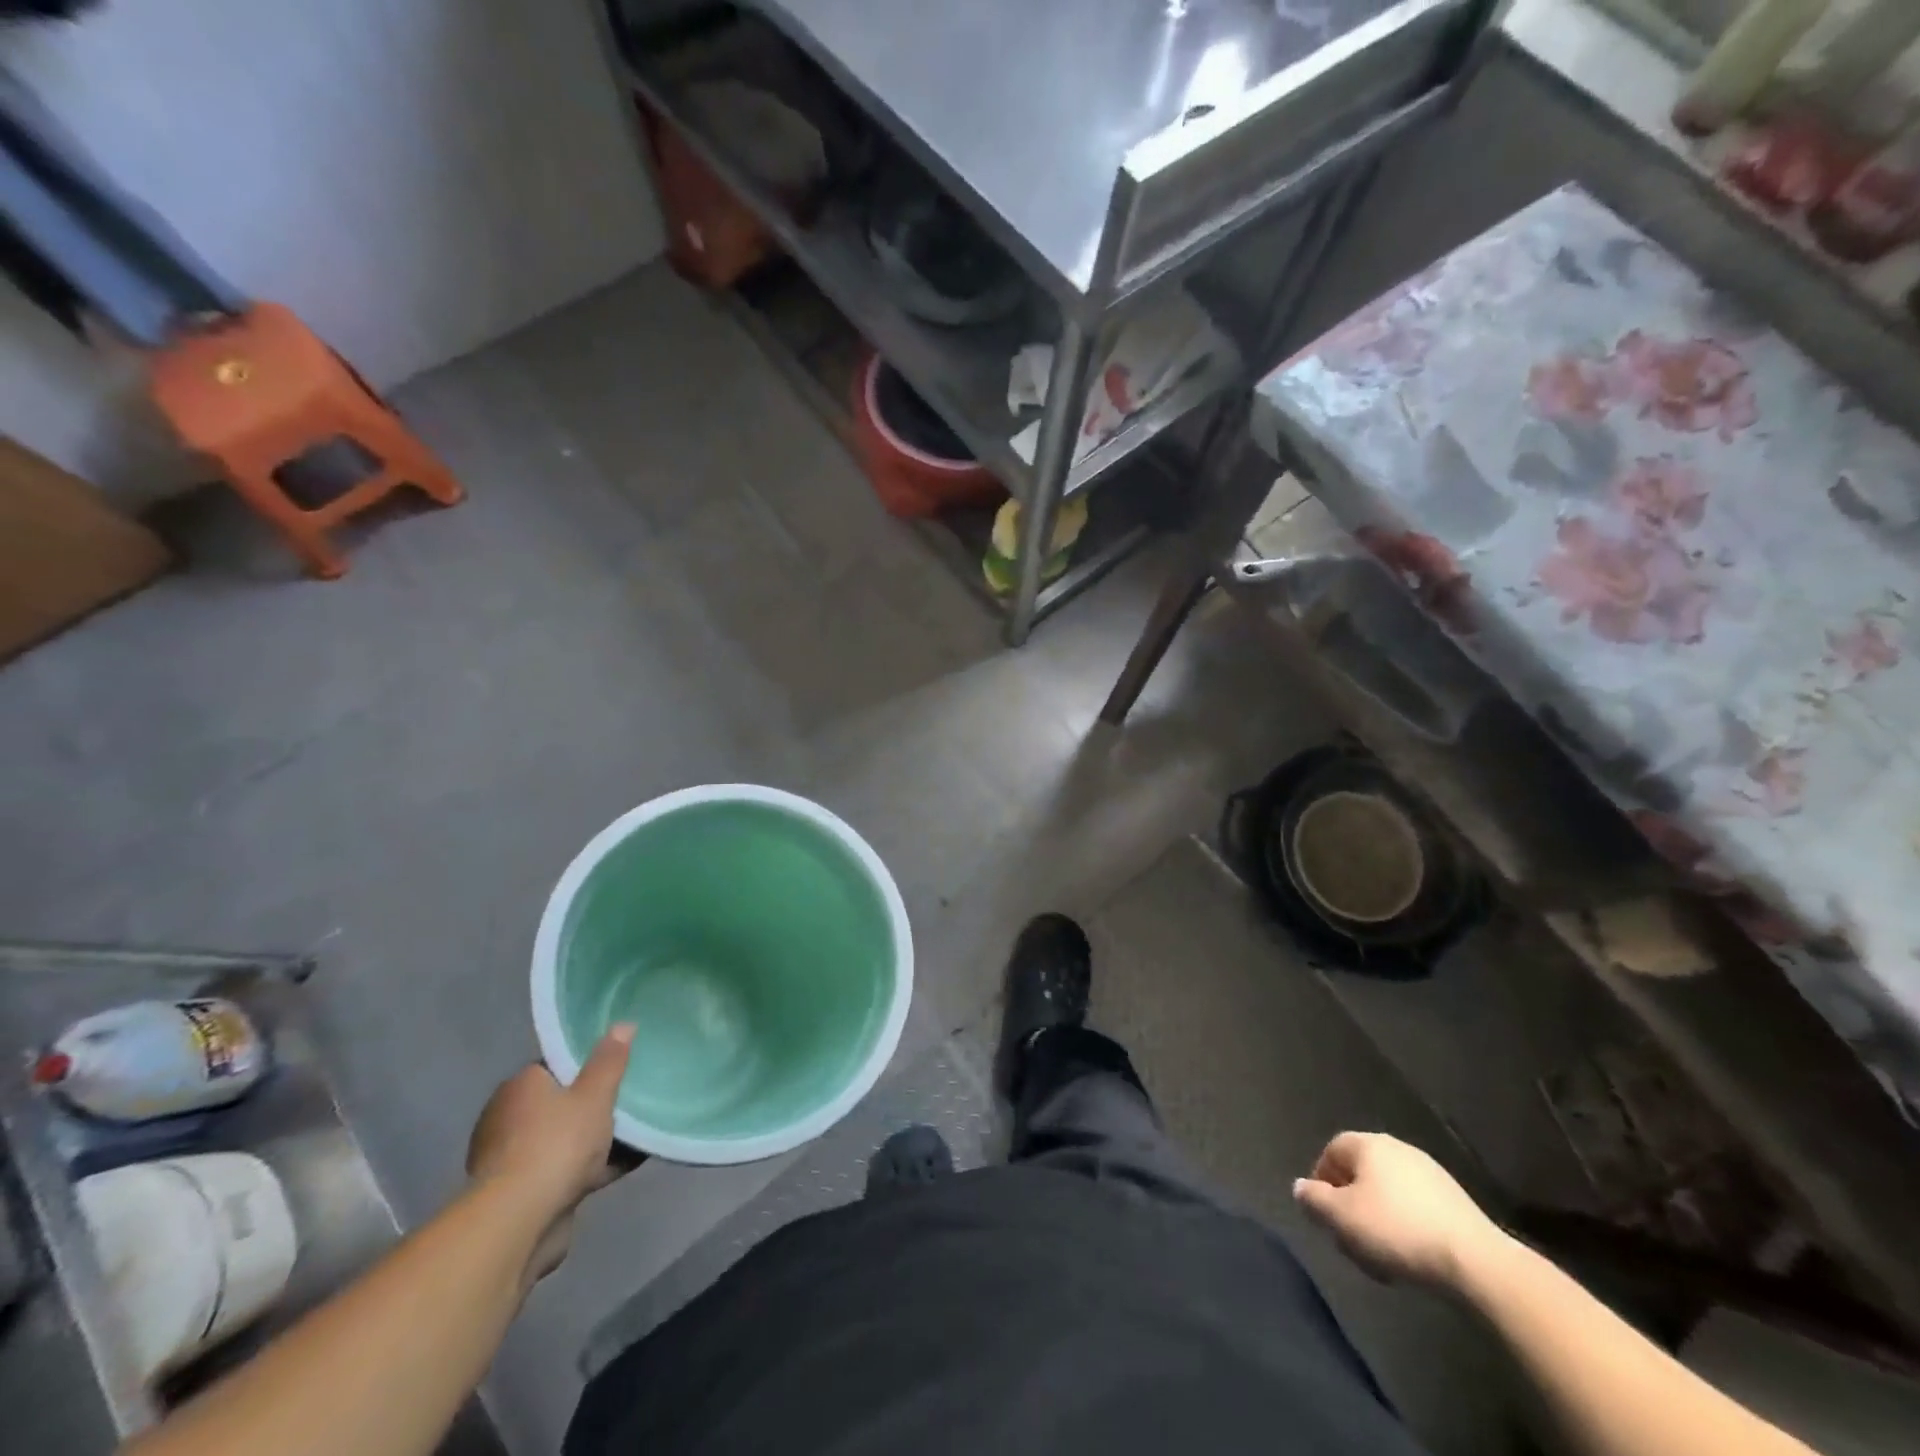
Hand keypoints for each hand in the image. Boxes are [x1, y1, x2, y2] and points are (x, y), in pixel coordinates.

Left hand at [466, 1024, 633, 1284]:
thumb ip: (610, 1061)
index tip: (617, 1068)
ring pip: (564, 1139)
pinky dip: (593, 1166)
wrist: (520, 1221)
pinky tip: (628, 1163)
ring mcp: (512, 1159)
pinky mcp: (522, 1194)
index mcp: (521, 1086)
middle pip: (561, 1103)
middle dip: (592, 1106)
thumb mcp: (595, 1094)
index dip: (587, 1065)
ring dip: (594, 1140)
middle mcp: (508, 1118)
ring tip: (638, 1132)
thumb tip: (623, 1024)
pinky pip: (566, 1170)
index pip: (556, 1066)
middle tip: (630, 1100)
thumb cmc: (557, 1143)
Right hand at [1293, 1131, 1505, 1290]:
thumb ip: (1314, 1199)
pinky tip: (1409, 1256)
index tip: (1323, 1215)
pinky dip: (1404, 1226)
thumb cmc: (1397, 1230)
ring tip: (1379, 1257)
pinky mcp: (1454, 1201)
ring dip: (1376, 1220)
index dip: (1321, 1181)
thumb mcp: (1342, 1218)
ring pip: (1387, 1193)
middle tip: (1349, 1240)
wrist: (1476, 1262)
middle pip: (1360, 1173)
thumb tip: (1300, 1188)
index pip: (1332, 1151)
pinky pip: (1415, 1207)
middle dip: (1350, 1206)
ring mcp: (1430, 1173)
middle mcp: (1397, 1148)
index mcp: (1368, 1144)